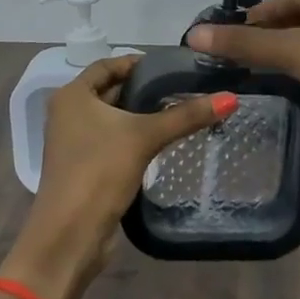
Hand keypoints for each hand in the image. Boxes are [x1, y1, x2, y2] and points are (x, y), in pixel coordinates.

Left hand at [2, 55, 235, 298]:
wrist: (70, 235)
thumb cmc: (99, 172)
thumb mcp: (144, 137)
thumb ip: (186, 116)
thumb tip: (230, 98)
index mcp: (73, 96)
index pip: (107, 65)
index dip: (138, 63)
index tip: (171, 64)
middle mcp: (69, 113)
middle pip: (111, 90)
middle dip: (144, 89)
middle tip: (183, 86)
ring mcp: (75, 142)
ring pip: (114, 118)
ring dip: (142, 114)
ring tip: (181, 109)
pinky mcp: (86, 166)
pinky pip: (113, 140)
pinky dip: (135, 136)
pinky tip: (164, 140)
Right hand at [185, 0, 299, 168]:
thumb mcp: (293, 52)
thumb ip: (244, 44)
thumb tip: (193, 34)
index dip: (255, 16)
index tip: (225, 35)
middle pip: (296, 19)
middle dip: (267, 35)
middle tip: (233, 55)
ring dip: (283, 52)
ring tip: (251, 69)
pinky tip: (286, 82)